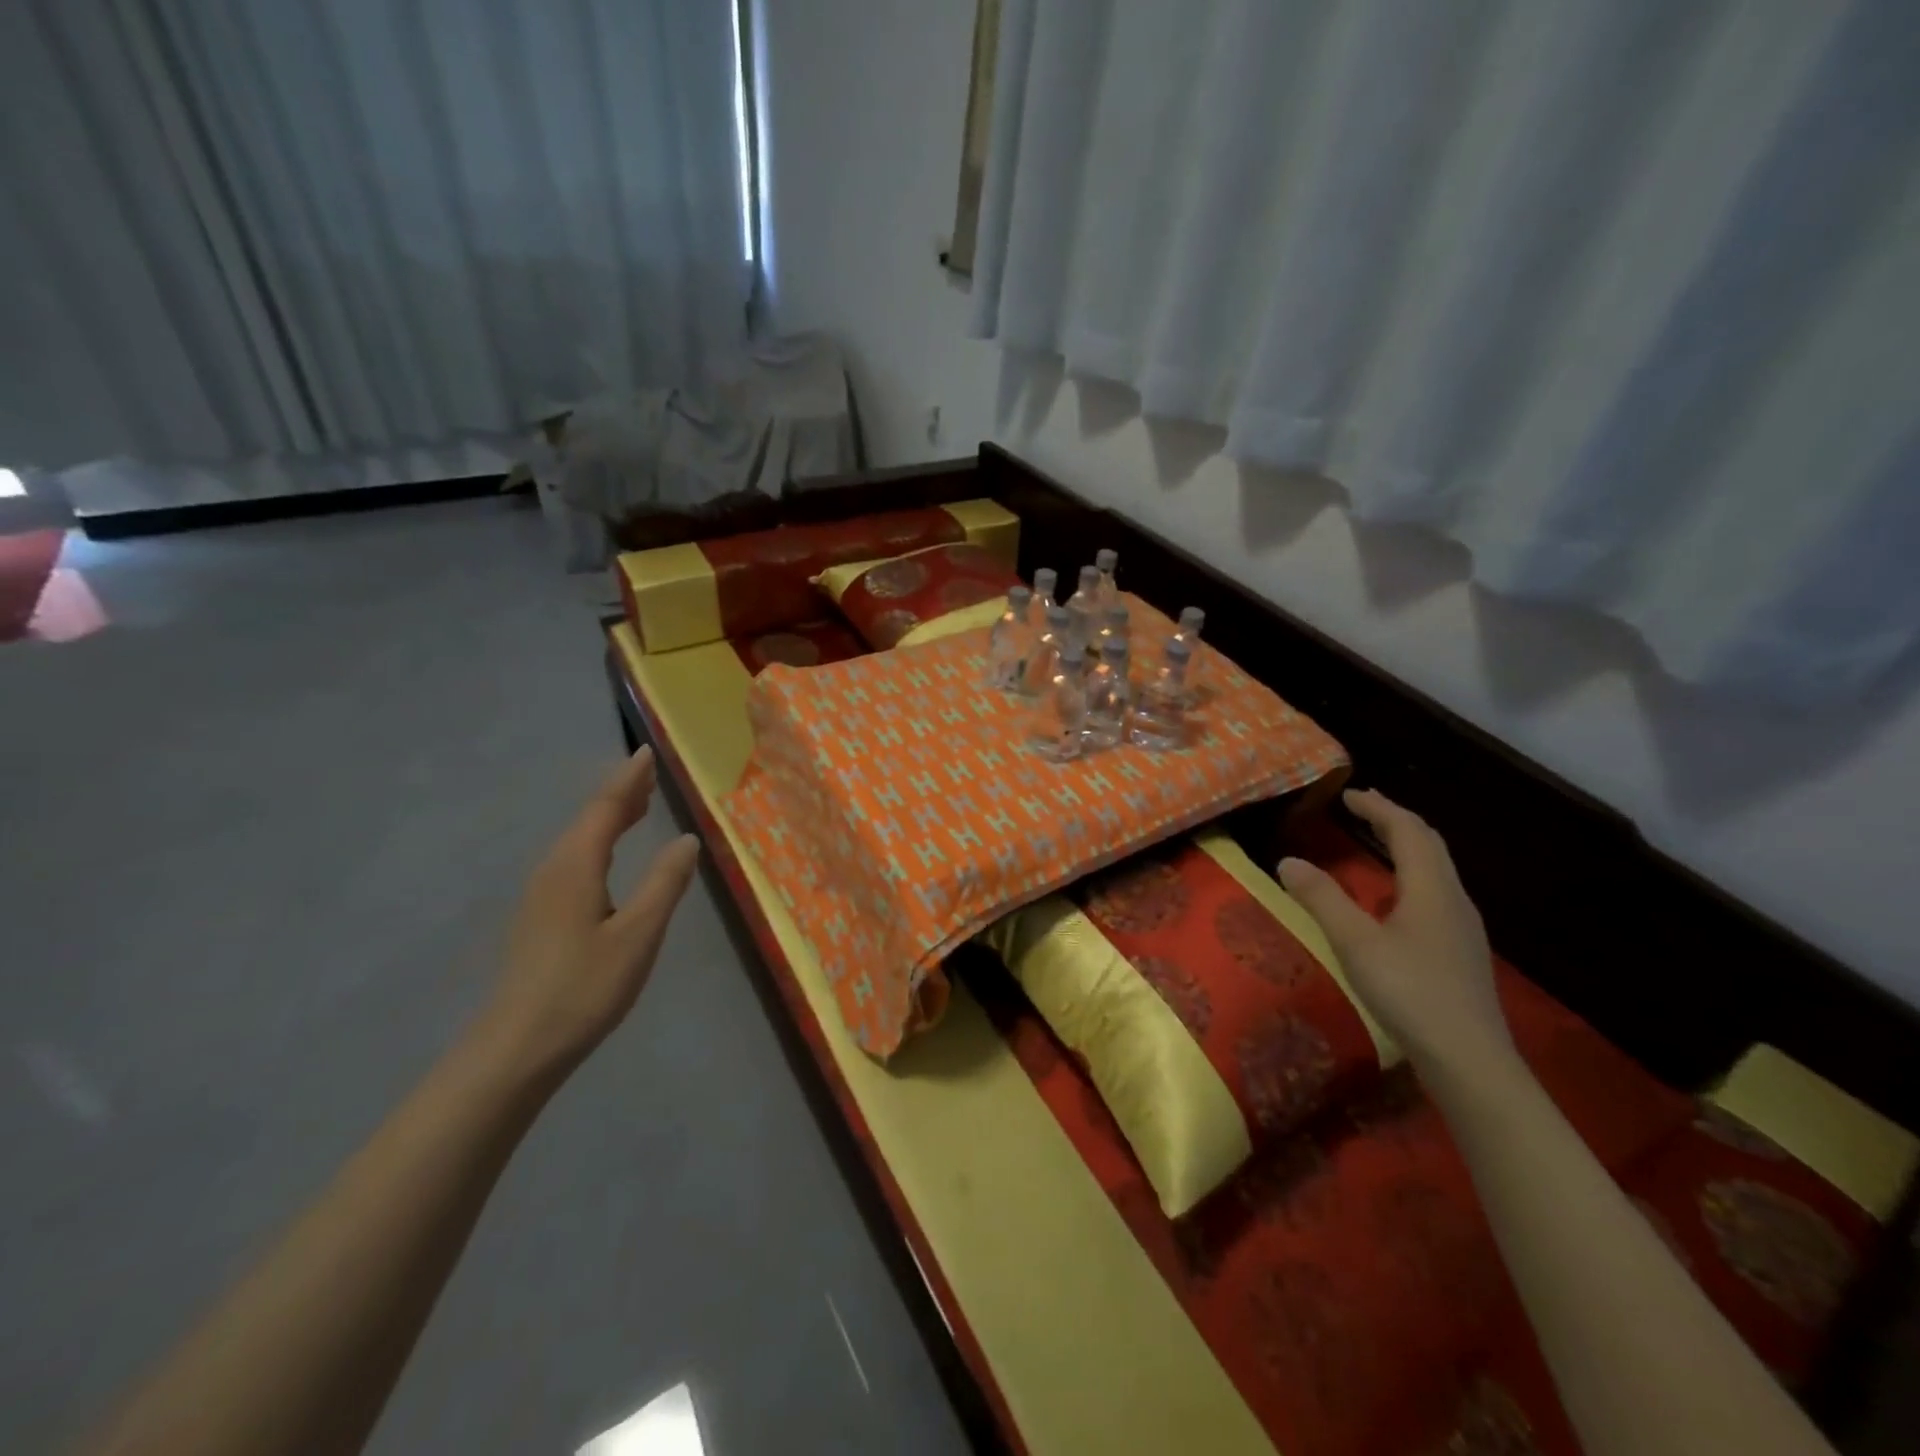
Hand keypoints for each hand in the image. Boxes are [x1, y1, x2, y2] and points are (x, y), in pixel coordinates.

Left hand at [478, 748, 700, 1078]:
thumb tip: (686, 839)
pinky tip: (608, 857)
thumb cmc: (584, 988)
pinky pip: (573, 860)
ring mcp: (541, 895)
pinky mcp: (540, 917)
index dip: (628, 780)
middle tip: (649, 773)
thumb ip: (664, 883)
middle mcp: (553, 871)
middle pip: (588, 819)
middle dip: (620, 793)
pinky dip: (598, 842)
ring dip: (608, 817)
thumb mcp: (638, 934)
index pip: (605, 809)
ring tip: (637, 805)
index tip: (646, 753)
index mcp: (576, 867)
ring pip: (579, 840)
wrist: (516, 1048)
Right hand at [1279, 789, 1512, 1076]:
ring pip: (1436, 870)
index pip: (1408, 831)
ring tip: (1377, 843)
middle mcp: (1453, 900)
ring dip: (1406, 847)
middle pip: (1429, 845)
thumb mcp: (1355, 943)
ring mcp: (1462, 929)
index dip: (1379, 808)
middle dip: (1395, 820)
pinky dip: (1411, 876)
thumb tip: (1287, 860)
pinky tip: (1394, 901)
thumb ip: (1321, 899)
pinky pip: (1435, 894)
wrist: (1471, 1061)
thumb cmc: (1411, 993)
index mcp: (1430, 889)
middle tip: (1363, 808)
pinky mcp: (1461, 953)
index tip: (1349, 795)